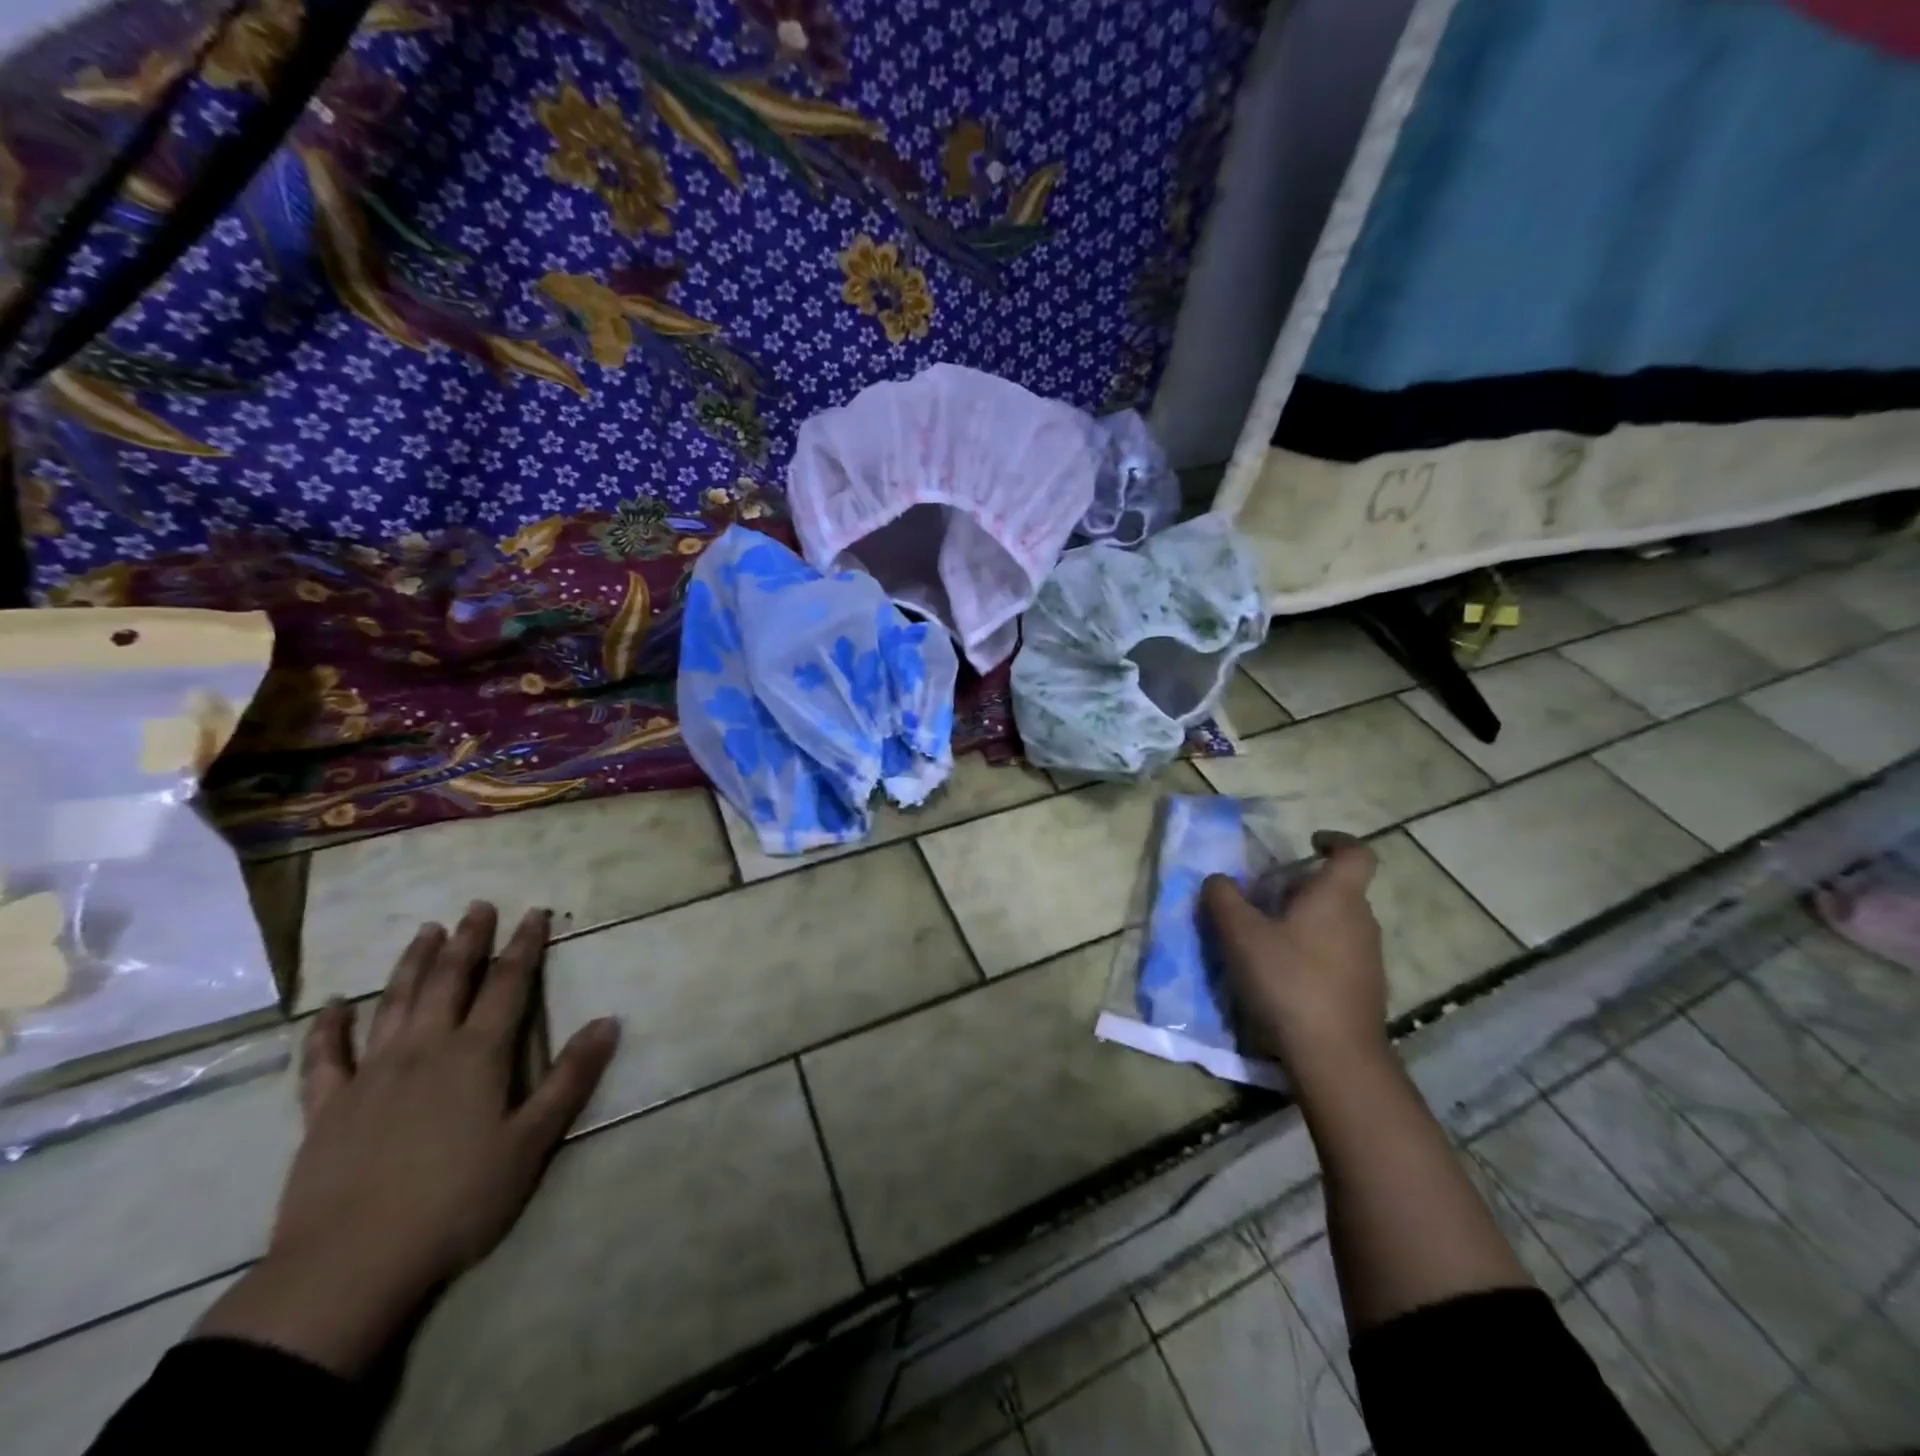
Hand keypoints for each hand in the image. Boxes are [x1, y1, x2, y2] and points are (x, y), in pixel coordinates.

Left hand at [195, 903, 619, 1374]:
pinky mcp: (325, 1108)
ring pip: (394, 1003)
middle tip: (478, 906)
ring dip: (412, 964)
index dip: (524, 946)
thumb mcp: (532, 1141)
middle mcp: (424, 1049)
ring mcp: (370, 1075)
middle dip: (468, 941)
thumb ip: (570, 1077)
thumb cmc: (457, 1201)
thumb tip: (609, 1021)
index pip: (508, 984)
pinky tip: (333, 1006)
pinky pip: (324, 1058)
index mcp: (476, 1055)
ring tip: (426, 932)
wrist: (349, 1267)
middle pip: (449, 981)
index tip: (535, 913)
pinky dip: (328, 1028)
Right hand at [1202, 831, 1387, 1073]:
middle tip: (1264, 898)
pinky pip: (1338, 953)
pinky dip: (1313, 951)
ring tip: (1267, 938)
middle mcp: (1361, 920)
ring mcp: (1369, 957)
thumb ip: (1223, 899)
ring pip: (1337, 922)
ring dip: (1306, 921)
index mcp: (1337, 896)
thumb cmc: (1288, 980)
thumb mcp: (1240, 934)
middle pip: (1338, 889)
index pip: (1355, 853)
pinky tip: (1283, 975)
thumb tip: (1217, 880)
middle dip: (1302, 887)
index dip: (1336, 840)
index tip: (1310, 842)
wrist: (1335, 1056)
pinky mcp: (1365, 989)